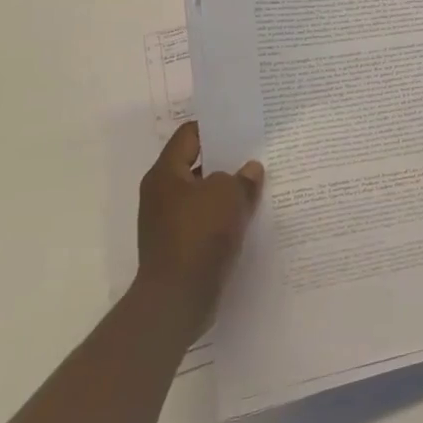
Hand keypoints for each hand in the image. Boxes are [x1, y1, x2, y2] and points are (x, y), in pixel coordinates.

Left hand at [134, 122, 263, 332]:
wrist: (178, 298)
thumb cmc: (199, 234)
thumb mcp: (229, 194)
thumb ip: (241, 177)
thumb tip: (249, 170)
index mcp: (166, 174)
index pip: (189, 135)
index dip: (216, 126)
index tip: (243, 124)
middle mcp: (162, 195)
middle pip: (198, 165)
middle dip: (227, 160)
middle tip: (258, 152)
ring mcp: (169, 222)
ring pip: (204, 195)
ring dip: (228, 191)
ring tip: (261, 184)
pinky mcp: (180, 246)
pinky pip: (207, 220)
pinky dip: (225, 216)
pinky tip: (251, 216)